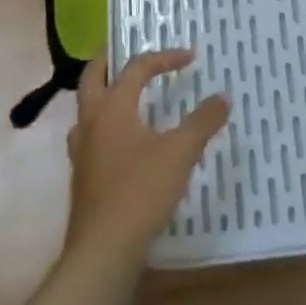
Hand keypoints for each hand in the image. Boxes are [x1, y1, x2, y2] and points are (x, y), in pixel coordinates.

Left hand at [65, 49, 229, 262]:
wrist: (103, 252)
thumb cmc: (140, 192)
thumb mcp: (180, 153)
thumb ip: (202, 122)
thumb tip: (223, 97)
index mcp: (113, 107)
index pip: (136, 67)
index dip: (163, 58)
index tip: (189, 57)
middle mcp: (91, 122)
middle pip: (93, 77)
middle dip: (109, 61)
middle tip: (126, 52)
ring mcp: (83, 151)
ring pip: (86, 109)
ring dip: (103, 95)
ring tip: (124, 96)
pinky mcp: (83, 179)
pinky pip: (90, 138)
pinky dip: (104, 128)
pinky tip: (122, 144)